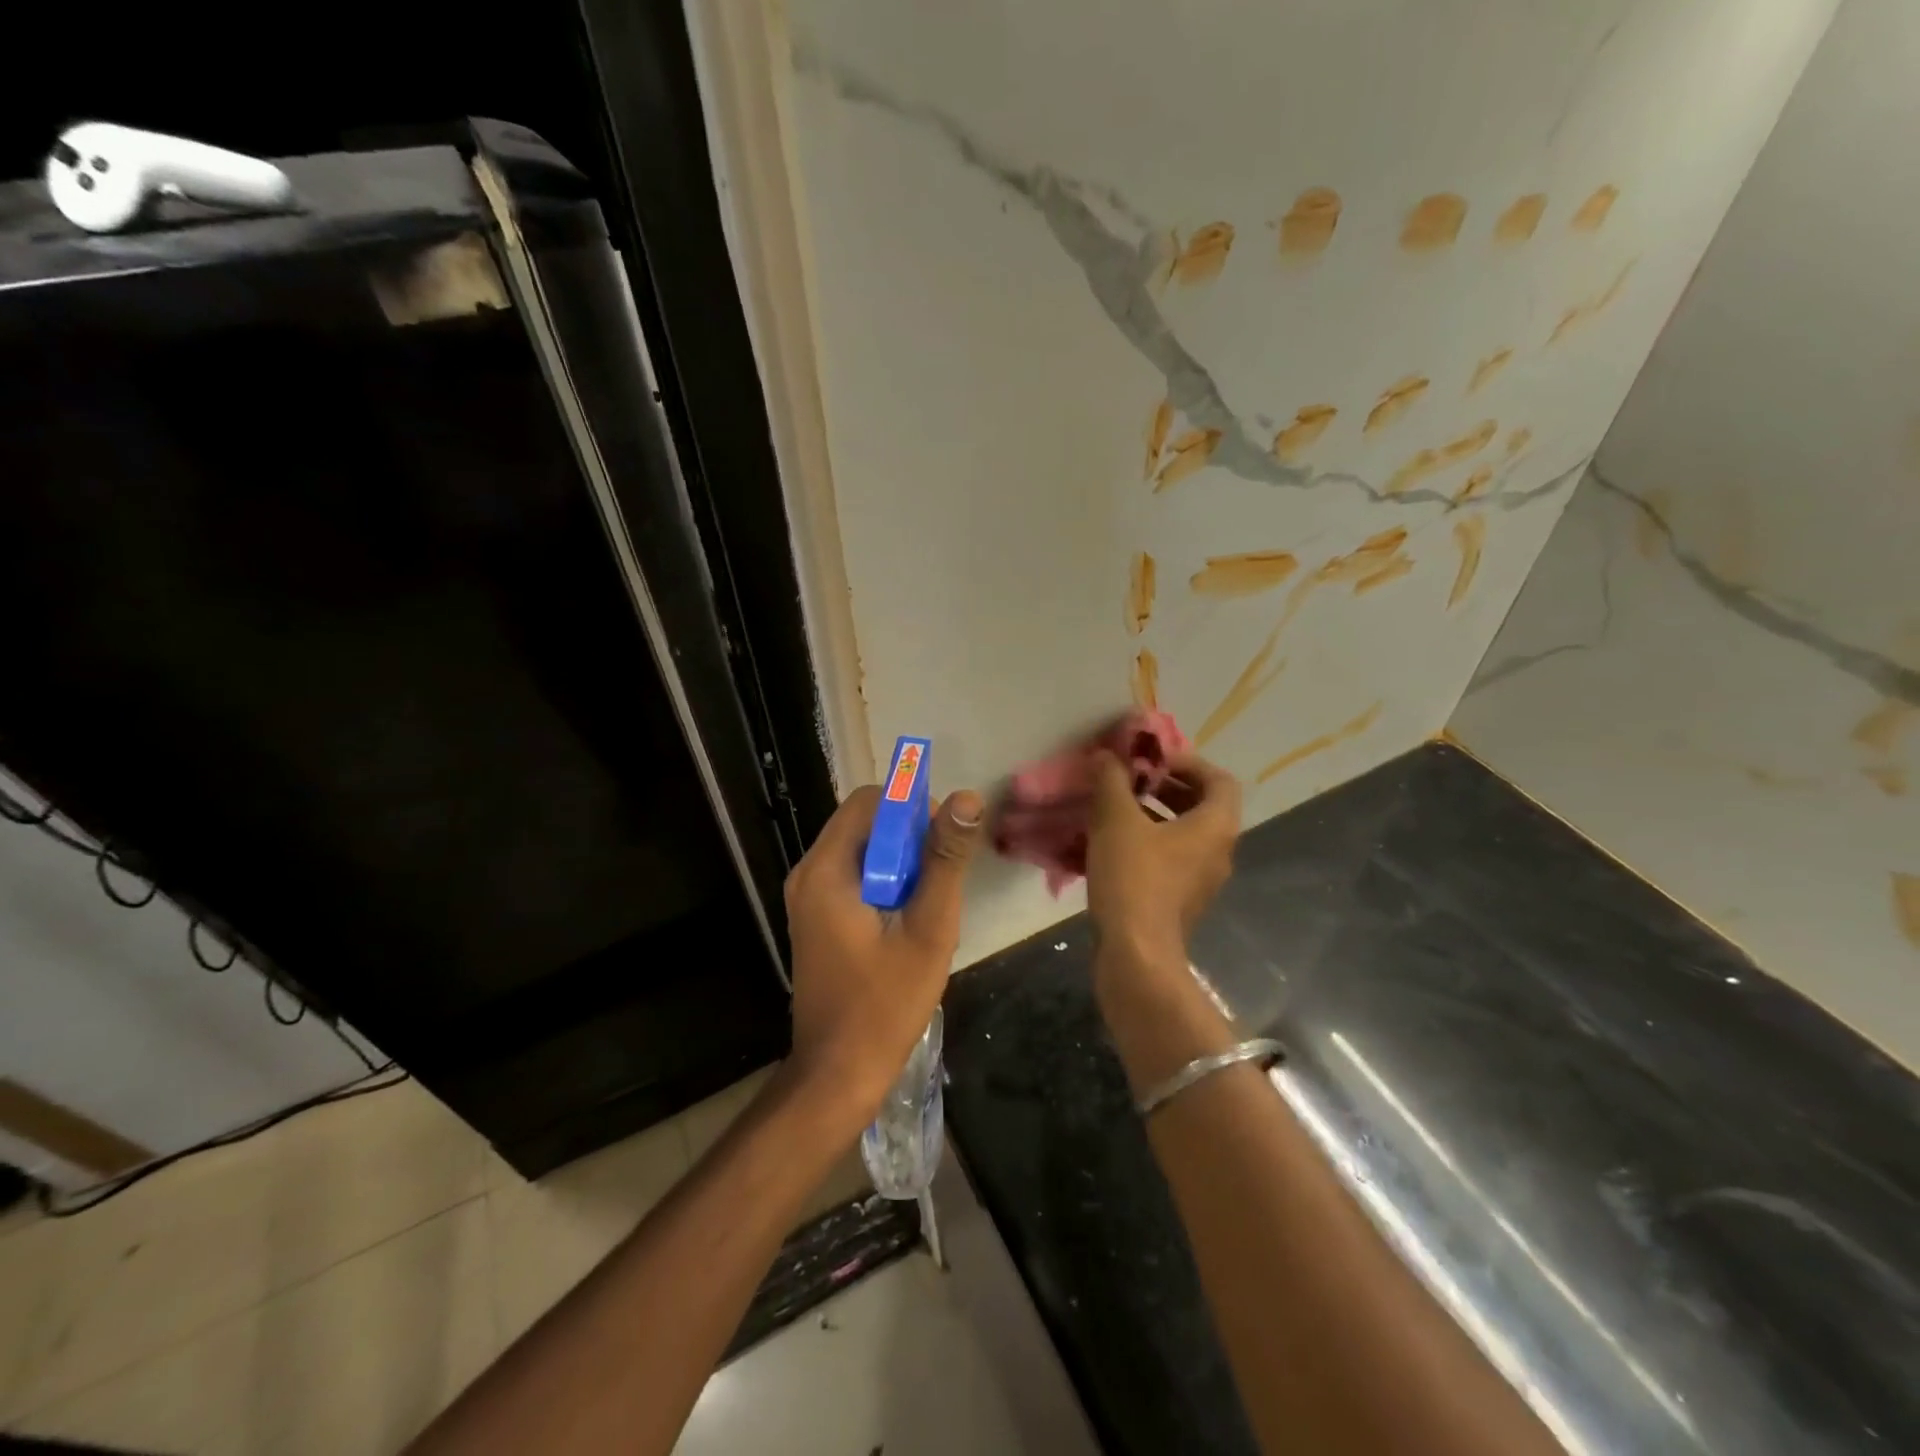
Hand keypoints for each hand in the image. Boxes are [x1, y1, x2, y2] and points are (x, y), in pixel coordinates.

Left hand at [780, 783, 984, 1129]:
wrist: (837, 1074)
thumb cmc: (885, 1003)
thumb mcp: (928, 928)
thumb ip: (945, 860)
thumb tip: (967, 799)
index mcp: (826, 870)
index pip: (870, 801)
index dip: (913, 806)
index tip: (945, 840)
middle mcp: (809, 873)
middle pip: (864, 822)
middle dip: (909, 836)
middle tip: (942, 875)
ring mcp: (808, 897)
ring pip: (862, 849)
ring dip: (900, 860)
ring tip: (929, 899)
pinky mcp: (816, 917)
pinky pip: (854, 875)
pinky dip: (885, 880)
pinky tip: (908, 917)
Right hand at [1086, 749, 1242, 965]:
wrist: (1136, 954)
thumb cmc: (1134, 879)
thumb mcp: (1116, 821)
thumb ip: (1112, 781)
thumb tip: (1106, 755)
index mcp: (1215, 827)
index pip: (1219, 780)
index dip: (1188, 762)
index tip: (1151, 760)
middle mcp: (1218, 852)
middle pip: (1202, 806)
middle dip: (1166, 787)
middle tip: (1130, 780)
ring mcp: (1201, 881)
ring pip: (1184, 834)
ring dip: (1154, 815)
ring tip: (1115, 808)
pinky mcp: (1180, 901)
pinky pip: (1170, 859)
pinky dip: (1148, 843)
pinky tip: (1110, 844)